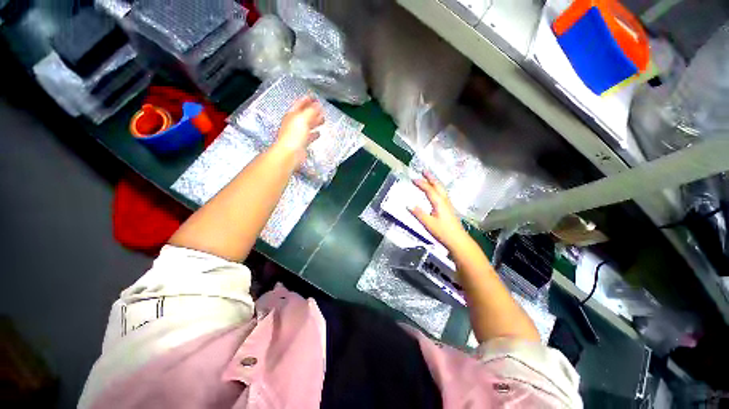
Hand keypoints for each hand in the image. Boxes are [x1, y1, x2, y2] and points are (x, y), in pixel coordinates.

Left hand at [273, 96, 324, 162]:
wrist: (290, 153)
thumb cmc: (293, 135)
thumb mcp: (303, 119)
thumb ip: (311, 111)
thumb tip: (317, 105)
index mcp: (292, 115)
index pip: (299, 104)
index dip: (307, 100)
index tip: (314, 97)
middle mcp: (293, 123)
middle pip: (304, 114)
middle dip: (312, 111)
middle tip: (321, 109)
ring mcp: (297, 134)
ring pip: (307, 125)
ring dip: (315, 122)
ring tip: (322, 119)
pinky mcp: (301, 143)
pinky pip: (309, 136)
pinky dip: (314, 133)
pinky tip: (318, 133)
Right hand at [409, 172, 469, 250]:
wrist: (458, 240)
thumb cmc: (443, 232)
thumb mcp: (428, 223)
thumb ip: (419, 213)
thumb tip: (409, 205)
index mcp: (439, 202)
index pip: (429, 190)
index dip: (421, 184)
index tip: (413, 179)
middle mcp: (444, 200)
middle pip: (438, 186)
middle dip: (431, 177)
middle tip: (424, 171)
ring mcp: (448, 204)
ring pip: (441, 189)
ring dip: (435, 181)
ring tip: (429, 177)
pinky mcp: (449, 208)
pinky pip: (443, 193)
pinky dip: (438, 188)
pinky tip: (436, 191)